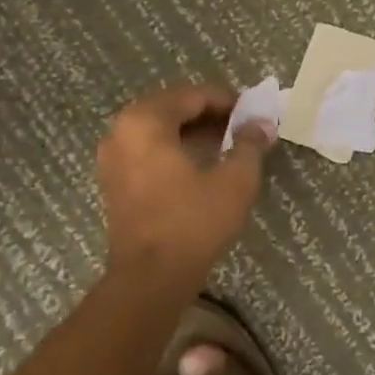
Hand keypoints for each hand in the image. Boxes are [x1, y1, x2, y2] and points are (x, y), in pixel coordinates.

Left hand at [96, 85, 272, 287]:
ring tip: (226, 144)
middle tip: (242, 125)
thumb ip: (250, 144)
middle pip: (172, 107)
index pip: (193, 96)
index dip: (228, 100)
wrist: (150, 279)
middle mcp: (121, 132)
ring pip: (158, 129)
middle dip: (209, 113)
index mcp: (146, 122)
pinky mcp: (114, 182)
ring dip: (192, 130)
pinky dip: (174, 148)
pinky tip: (201, 164)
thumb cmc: (193, 222)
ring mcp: (112, 158)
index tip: (254, 112)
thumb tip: (262, 124)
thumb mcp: (236, 180)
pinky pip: (147, 149)